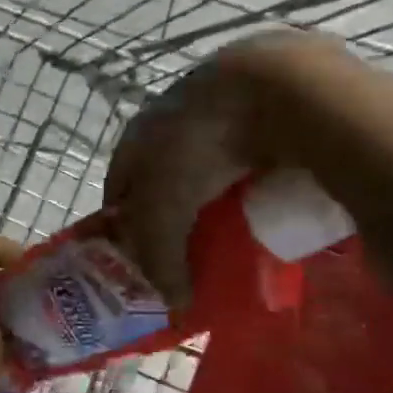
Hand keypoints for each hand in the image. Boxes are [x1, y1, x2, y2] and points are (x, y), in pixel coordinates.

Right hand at [103, 33, 332, 306]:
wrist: (273, 87)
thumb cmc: (197, 149)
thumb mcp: (164, 210)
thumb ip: (159, 259)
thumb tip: (175, 306)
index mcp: (137, 135)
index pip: (119, 187)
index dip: (125, 225)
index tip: (140, 260)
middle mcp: (171, 114)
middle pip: (165, 172)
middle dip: (176, 210)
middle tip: (194, 246)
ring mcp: (222, 102)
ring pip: (212, 158)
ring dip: (219, 189)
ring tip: (240, 223)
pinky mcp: (268, 97)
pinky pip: (255, 146)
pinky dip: (258, 171)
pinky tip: (273, 191)